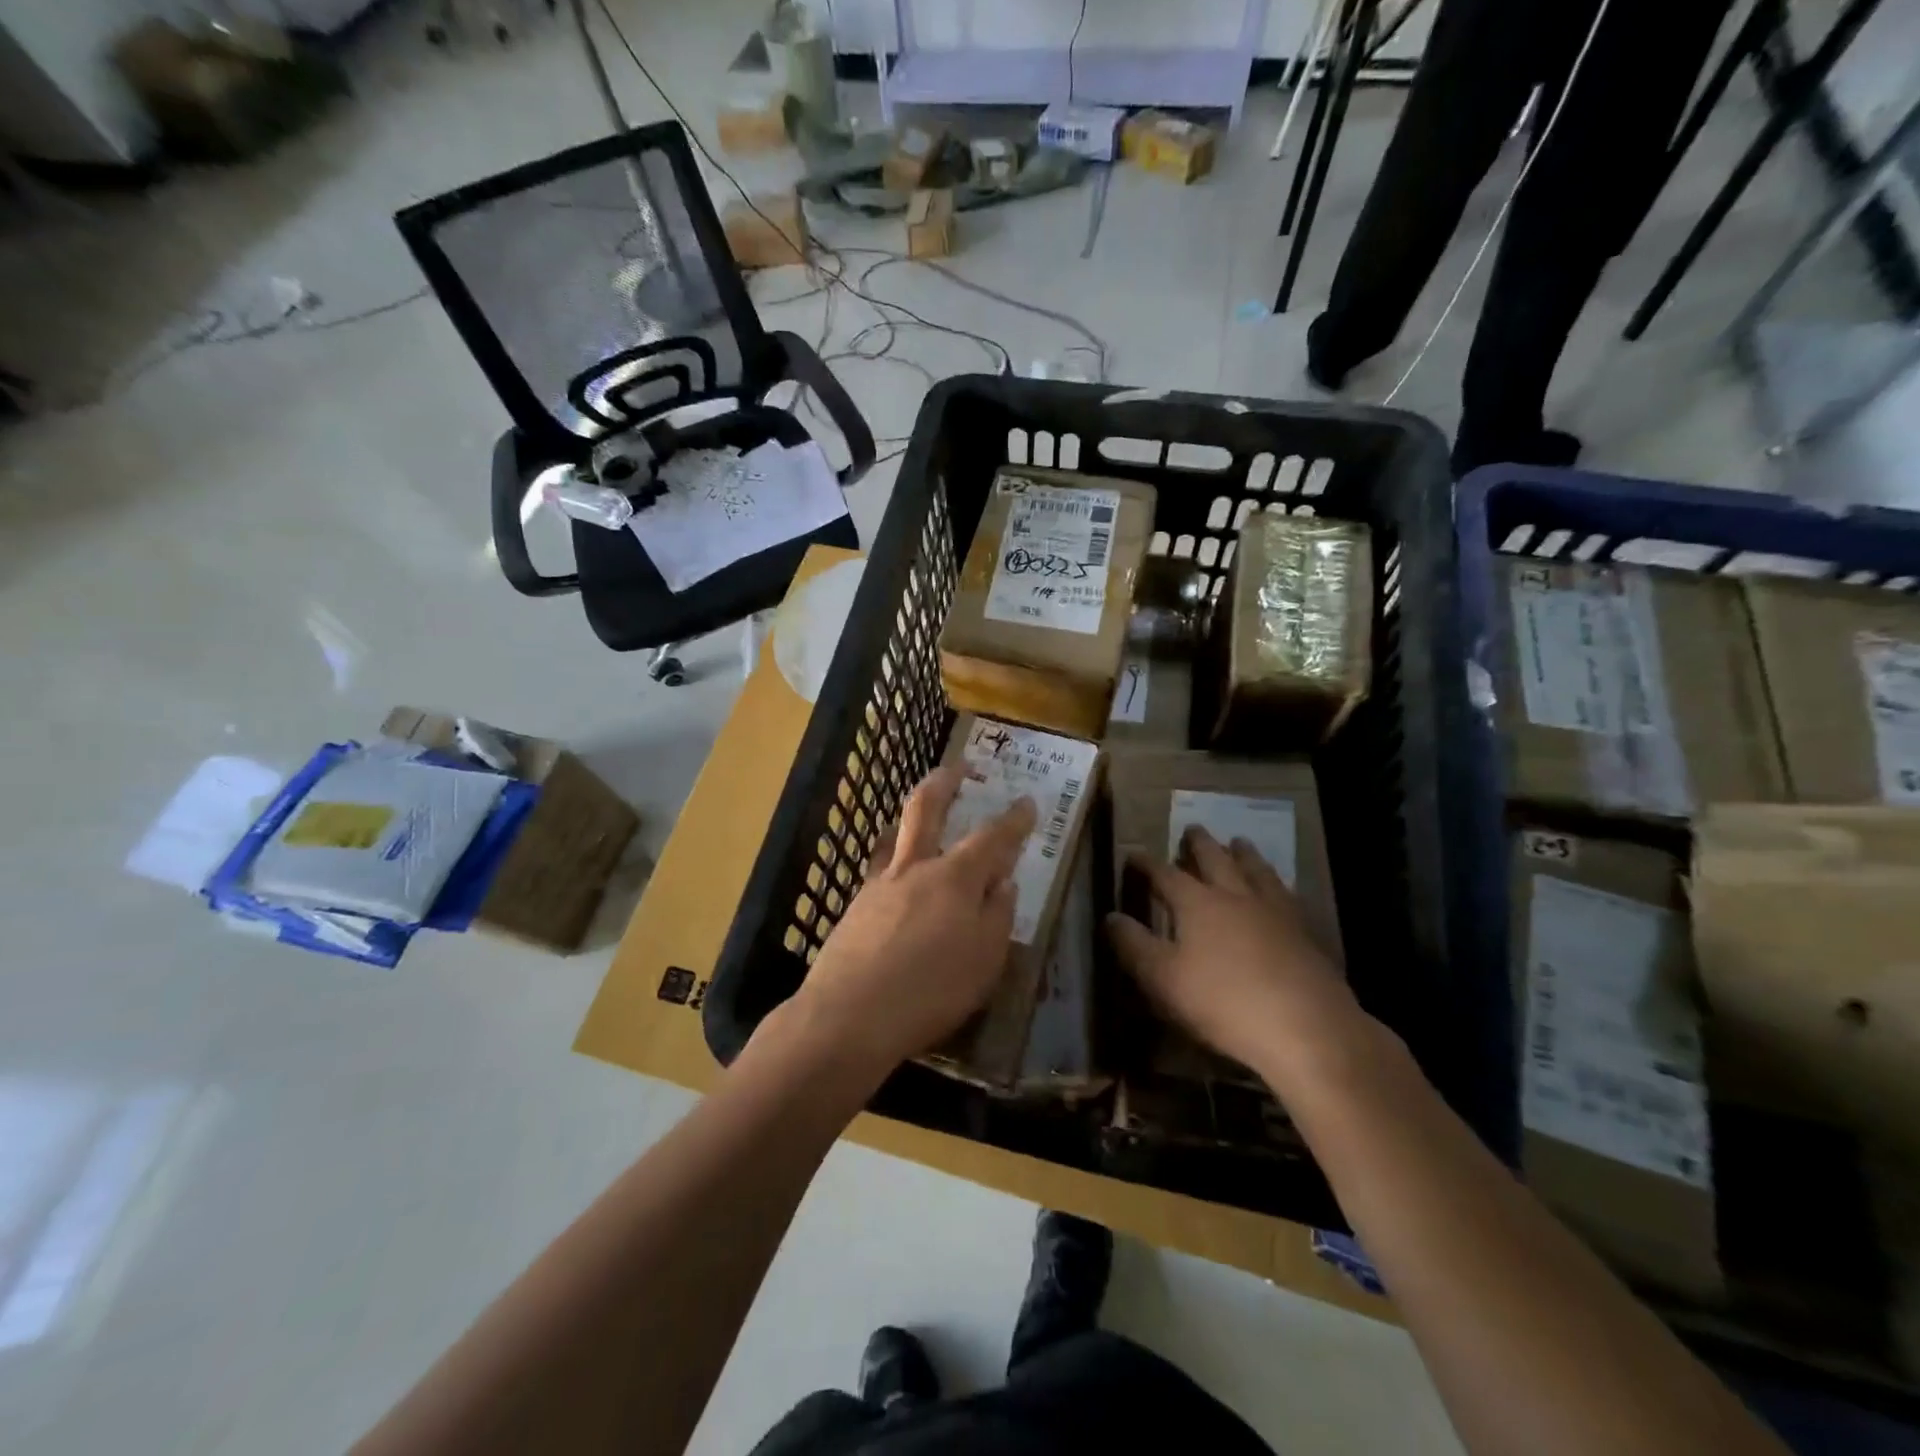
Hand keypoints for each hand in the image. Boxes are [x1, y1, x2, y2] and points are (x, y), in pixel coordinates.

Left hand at [780, 764, 1036, 1074]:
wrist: (849, 1015)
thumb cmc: (930, 991)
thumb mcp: (984, 962)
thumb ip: (997, 917)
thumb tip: (1004, 884)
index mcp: (955, 879)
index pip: (992, 838)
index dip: (1013, 820)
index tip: (1027, 802)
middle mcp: (915, 868)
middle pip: (926, 809)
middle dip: (944, 782)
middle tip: (958, 767)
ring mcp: (879, 884)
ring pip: (894, 835)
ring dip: (908, 818)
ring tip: (919, 812)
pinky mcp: (855, 908)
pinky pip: (878, 869)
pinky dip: (893, 860)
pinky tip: (896, 879)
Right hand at [1105, 827, 1383, 1096]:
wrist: (1306, 1027)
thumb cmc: (1223, 1001)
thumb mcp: (1162, 978)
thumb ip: (1133, 945)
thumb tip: (1110, 915)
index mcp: (1197, 903)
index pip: (1164, 874)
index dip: (1146, 863)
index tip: (1134, 854)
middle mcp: (1235, 895)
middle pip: (1215, 860)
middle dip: (1200, 844)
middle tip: (1193, 828)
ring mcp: (1274, 911)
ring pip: (1256, 870)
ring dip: (1243, 854)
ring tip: (1239, 842)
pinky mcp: (1304, 932)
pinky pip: (1285, 894)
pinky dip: (1275, 883)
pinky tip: (1279, 888)